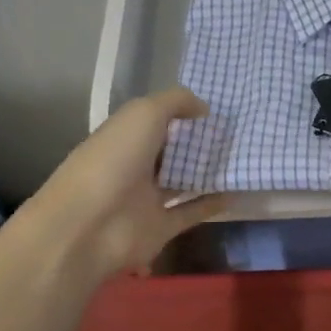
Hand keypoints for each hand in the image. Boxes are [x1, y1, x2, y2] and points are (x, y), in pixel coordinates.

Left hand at [21, 88, 227, 280]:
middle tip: (237, 133)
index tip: (217, 108)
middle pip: (170, 151)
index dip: (182, 112)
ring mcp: (146, 199)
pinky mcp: (160, 228)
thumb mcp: (143, 114)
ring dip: (206, 172)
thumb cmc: (113, 161)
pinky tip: (236, 192)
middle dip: (198, 143)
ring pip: (182, 181)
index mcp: (124, 136)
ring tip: (241, 160)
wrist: (89, 227)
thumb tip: (204, 108)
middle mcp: (134, 165)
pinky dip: (211, 204)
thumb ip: (176, 102)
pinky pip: (190, 212)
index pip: (155, 120)